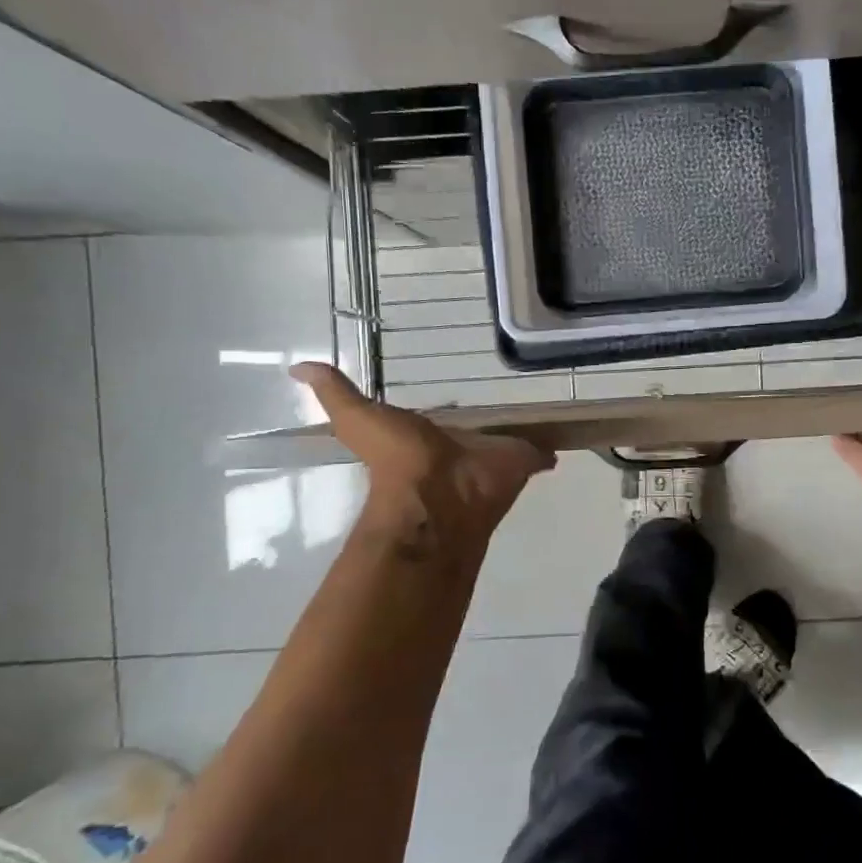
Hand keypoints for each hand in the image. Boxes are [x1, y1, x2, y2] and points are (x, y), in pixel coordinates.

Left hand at [291, 363, 554, 550]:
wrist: (439, 496)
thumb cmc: (399, 458)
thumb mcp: (358, 418)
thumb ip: (336, 395)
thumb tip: (296, 367)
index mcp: (433, 435)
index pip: (446, 418)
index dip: (452, 409)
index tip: (466, 387)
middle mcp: (464, 445)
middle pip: (481, 429)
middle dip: (494, 420)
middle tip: (516, 394)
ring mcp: (496, 456)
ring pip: (512, 438)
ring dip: (523, 430)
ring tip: (545, 407)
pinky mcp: (525, 461)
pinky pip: (542, 451)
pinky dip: (551, 447)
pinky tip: (564, 436)